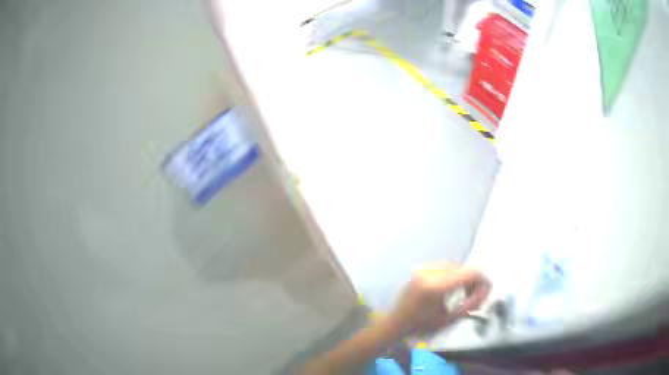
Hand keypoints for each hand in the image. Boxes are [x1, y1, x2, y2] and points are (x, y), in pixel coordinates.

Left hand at [386, 265, 490, 336]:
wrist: (395, 321)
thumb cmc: (420, 325)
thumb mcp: (447, 320)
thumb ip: (469, 305)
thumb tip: (485, 294)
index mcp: (436, 286)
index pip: (470, 273)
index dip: (483, 281)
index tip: (486, 293)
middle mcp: (430, 272)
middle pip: (465, 268)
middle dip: (474, 282)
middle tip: (475, 299)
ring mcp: (424, 268)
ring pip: (456, 266)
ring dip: (464, 278)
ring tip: (463, 295)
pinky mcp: (421, 268)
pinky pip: (445, 267)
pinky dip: (453, 276)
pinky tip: (451, 289)